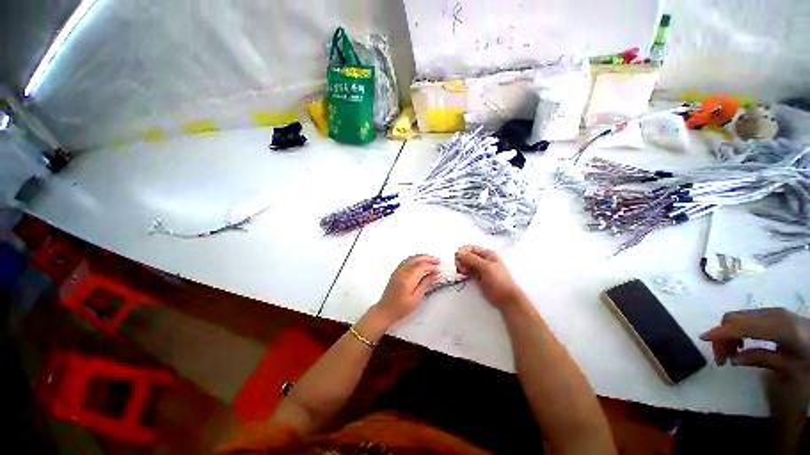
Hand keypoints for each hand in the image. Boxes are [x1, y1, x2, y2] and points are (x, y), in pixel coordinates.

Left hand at [374, 254, 440, 324]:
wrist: (385, 311)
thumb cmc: (400, 308)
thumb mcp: (416, 298)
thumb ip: (426, 284)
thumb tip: (435, 275)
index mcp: (408, 278)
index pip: (422, 266)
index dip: (432, 266)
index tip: (438, 270)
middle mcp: (402, 272)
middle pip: (417, 259)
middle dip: (428, 258)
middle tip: (437, 261)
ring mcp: (398, 271)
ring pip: (411, 258)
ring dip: (422, 257)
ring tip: (431, 260)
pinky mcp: (396, 272)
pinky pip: (406, 260)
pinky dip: (415, 259)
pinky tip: (419, 262)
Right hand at [454, 245, 522, 308]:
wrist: (505, 298)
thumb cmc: (499, 280)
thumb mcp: (486, 266)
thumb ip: (472, 259)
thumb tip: (459, 252)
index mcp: (488, 254)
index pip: (472, 248)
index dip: (464, 251)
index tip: (456, 255)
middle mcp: (483, 260)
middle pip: (468, 256)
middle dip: (461, 259)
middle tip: (457, 265)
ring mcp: (480, 269)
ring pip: (467, 264)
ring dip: (461, 265)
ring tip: (459, 270)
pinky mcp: (477, 277)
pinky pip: (468, 271)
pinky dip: (463, 271)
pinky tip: (460, 273)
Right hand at [701, 308, 809, 387]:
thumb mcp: (791, 367)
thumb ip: (763, 360)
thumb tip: (733, 359)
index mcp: (778, 326)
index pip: (740, 326)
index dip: (720, 333)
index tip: (703, 341)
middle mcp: (772, 313)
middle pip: (735, 317)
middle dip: (722, 335)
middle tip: (722, 358)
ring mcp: (773, 312)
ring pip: (739, 317)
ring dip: (729, 333)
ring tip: (731, 353)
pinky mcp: (773, 315)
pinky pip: (748, 318)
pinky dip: (739, 330)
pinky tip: (742, 344)